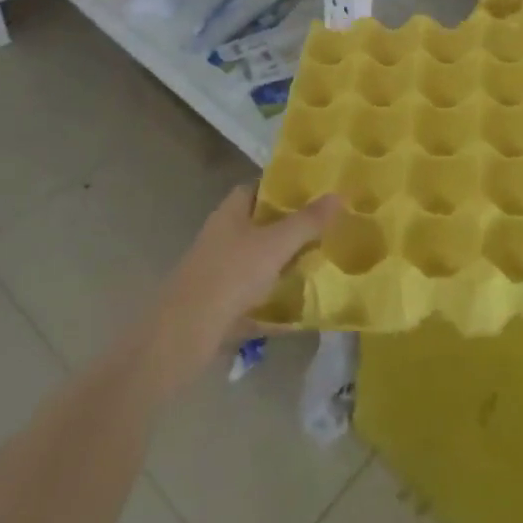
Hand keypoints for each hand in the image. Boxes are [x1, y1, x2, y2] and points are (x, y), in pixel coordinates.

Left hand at [140, 186, 338, 398]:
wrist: (183, 335)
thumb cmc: (230, 276)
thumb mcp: (275, 245)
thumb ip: (307, 221)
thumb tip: (339, 194)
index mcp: (230, 211)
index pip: (259, 187)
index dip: (285, 188)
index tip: (316, 193)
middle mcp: (222, 235)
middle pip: (261, 224)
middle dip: (291, 227)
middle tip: (327, 229)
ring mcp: (219, 270)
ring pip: (258, 259)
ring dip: (284, 263)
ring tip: (320, 264)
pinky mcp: (219, 302)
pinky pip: (254, 293)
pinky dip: (274, 297)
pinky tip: (299, 307)